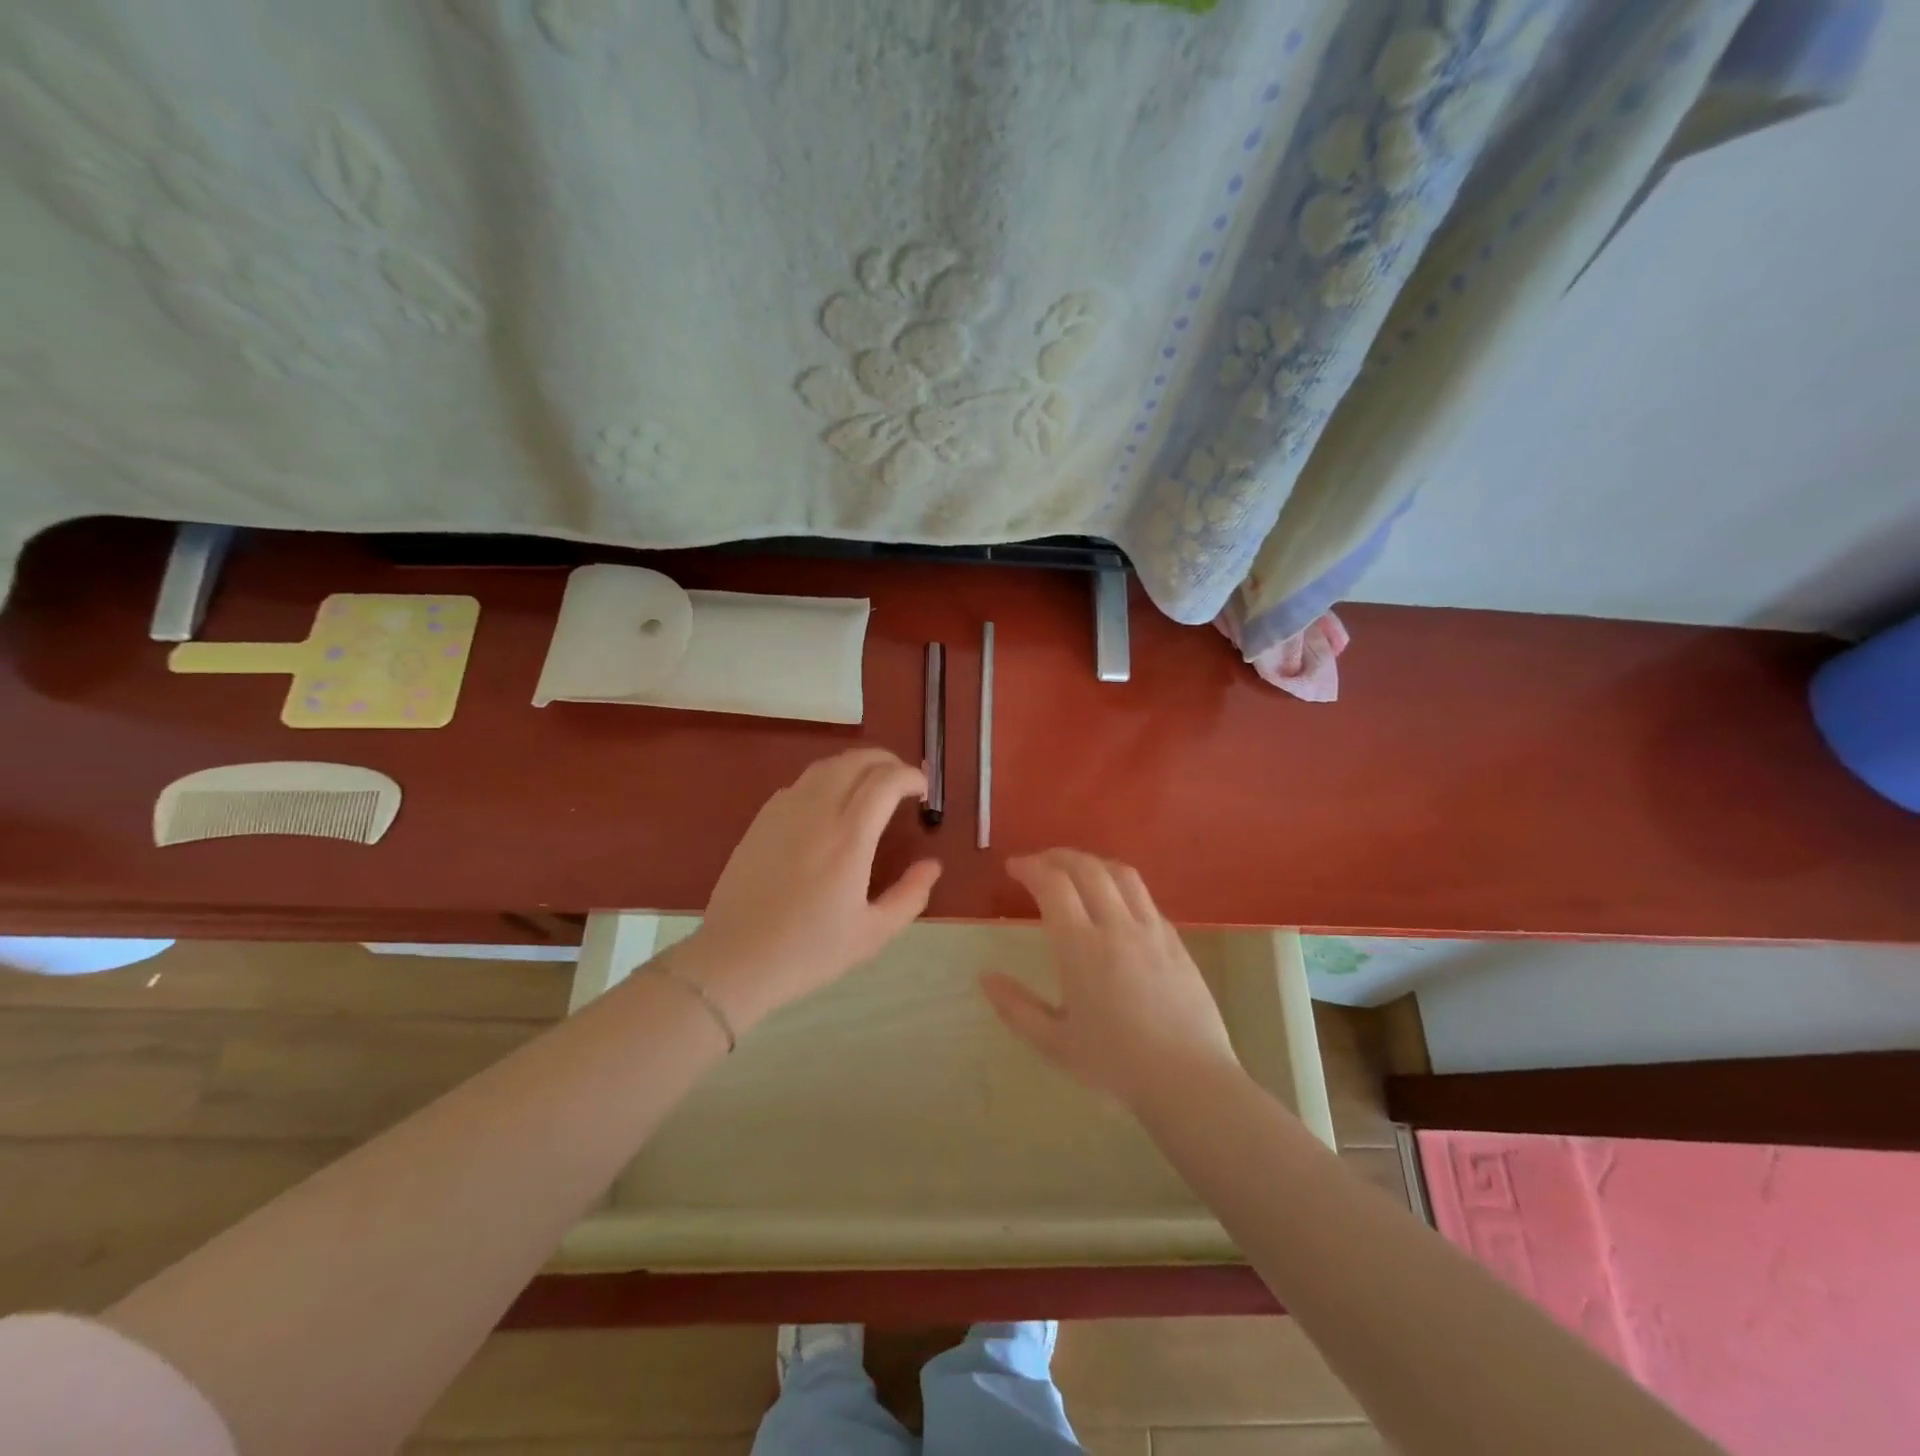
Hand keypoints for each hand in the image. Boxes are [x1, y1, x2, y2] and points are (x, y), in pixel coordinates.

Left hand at [685, 748, 940, 1029]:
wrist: (736, 959)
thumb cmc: (809, 951)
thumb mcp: (872, 933)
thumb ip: (910, 895)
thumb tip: (932, 865)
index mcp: (849, 838)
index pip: (886, 781)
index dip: (911, 776)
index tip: (924, 791)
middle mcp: (818, 812)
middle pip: (857, 761)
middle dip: (888, 761)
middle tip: (903, 781)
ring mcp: (785, 812)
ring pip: (826, 766)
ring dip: (856, 765)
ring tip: (871, 784)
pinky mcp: (761, 820)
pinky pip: (800, 783)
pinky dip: (826, 779)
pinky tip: (830, 803)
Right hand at [981, 849, 1238, 1106]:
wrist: (1188, 1080)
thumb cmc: (1114, 1064)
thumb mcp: (1054, 1044)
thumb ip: (1016, 1008)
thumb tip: (986, 977)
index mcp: (1081, 947)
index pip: (1053, 885)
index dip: (1030, 868)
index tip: (1013, 868)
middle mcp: (1117, 926)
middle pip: (1087, 868)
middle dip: (1057, 856)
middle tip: (1039, 863)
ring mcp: (1152, 930)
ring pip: (1122, 874)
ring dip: (1093, 863)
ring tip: (1076, 871)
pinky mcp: (1176, 941)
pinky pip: (1145, 898)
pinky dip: (1121, 887)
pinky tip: (1115, 905)